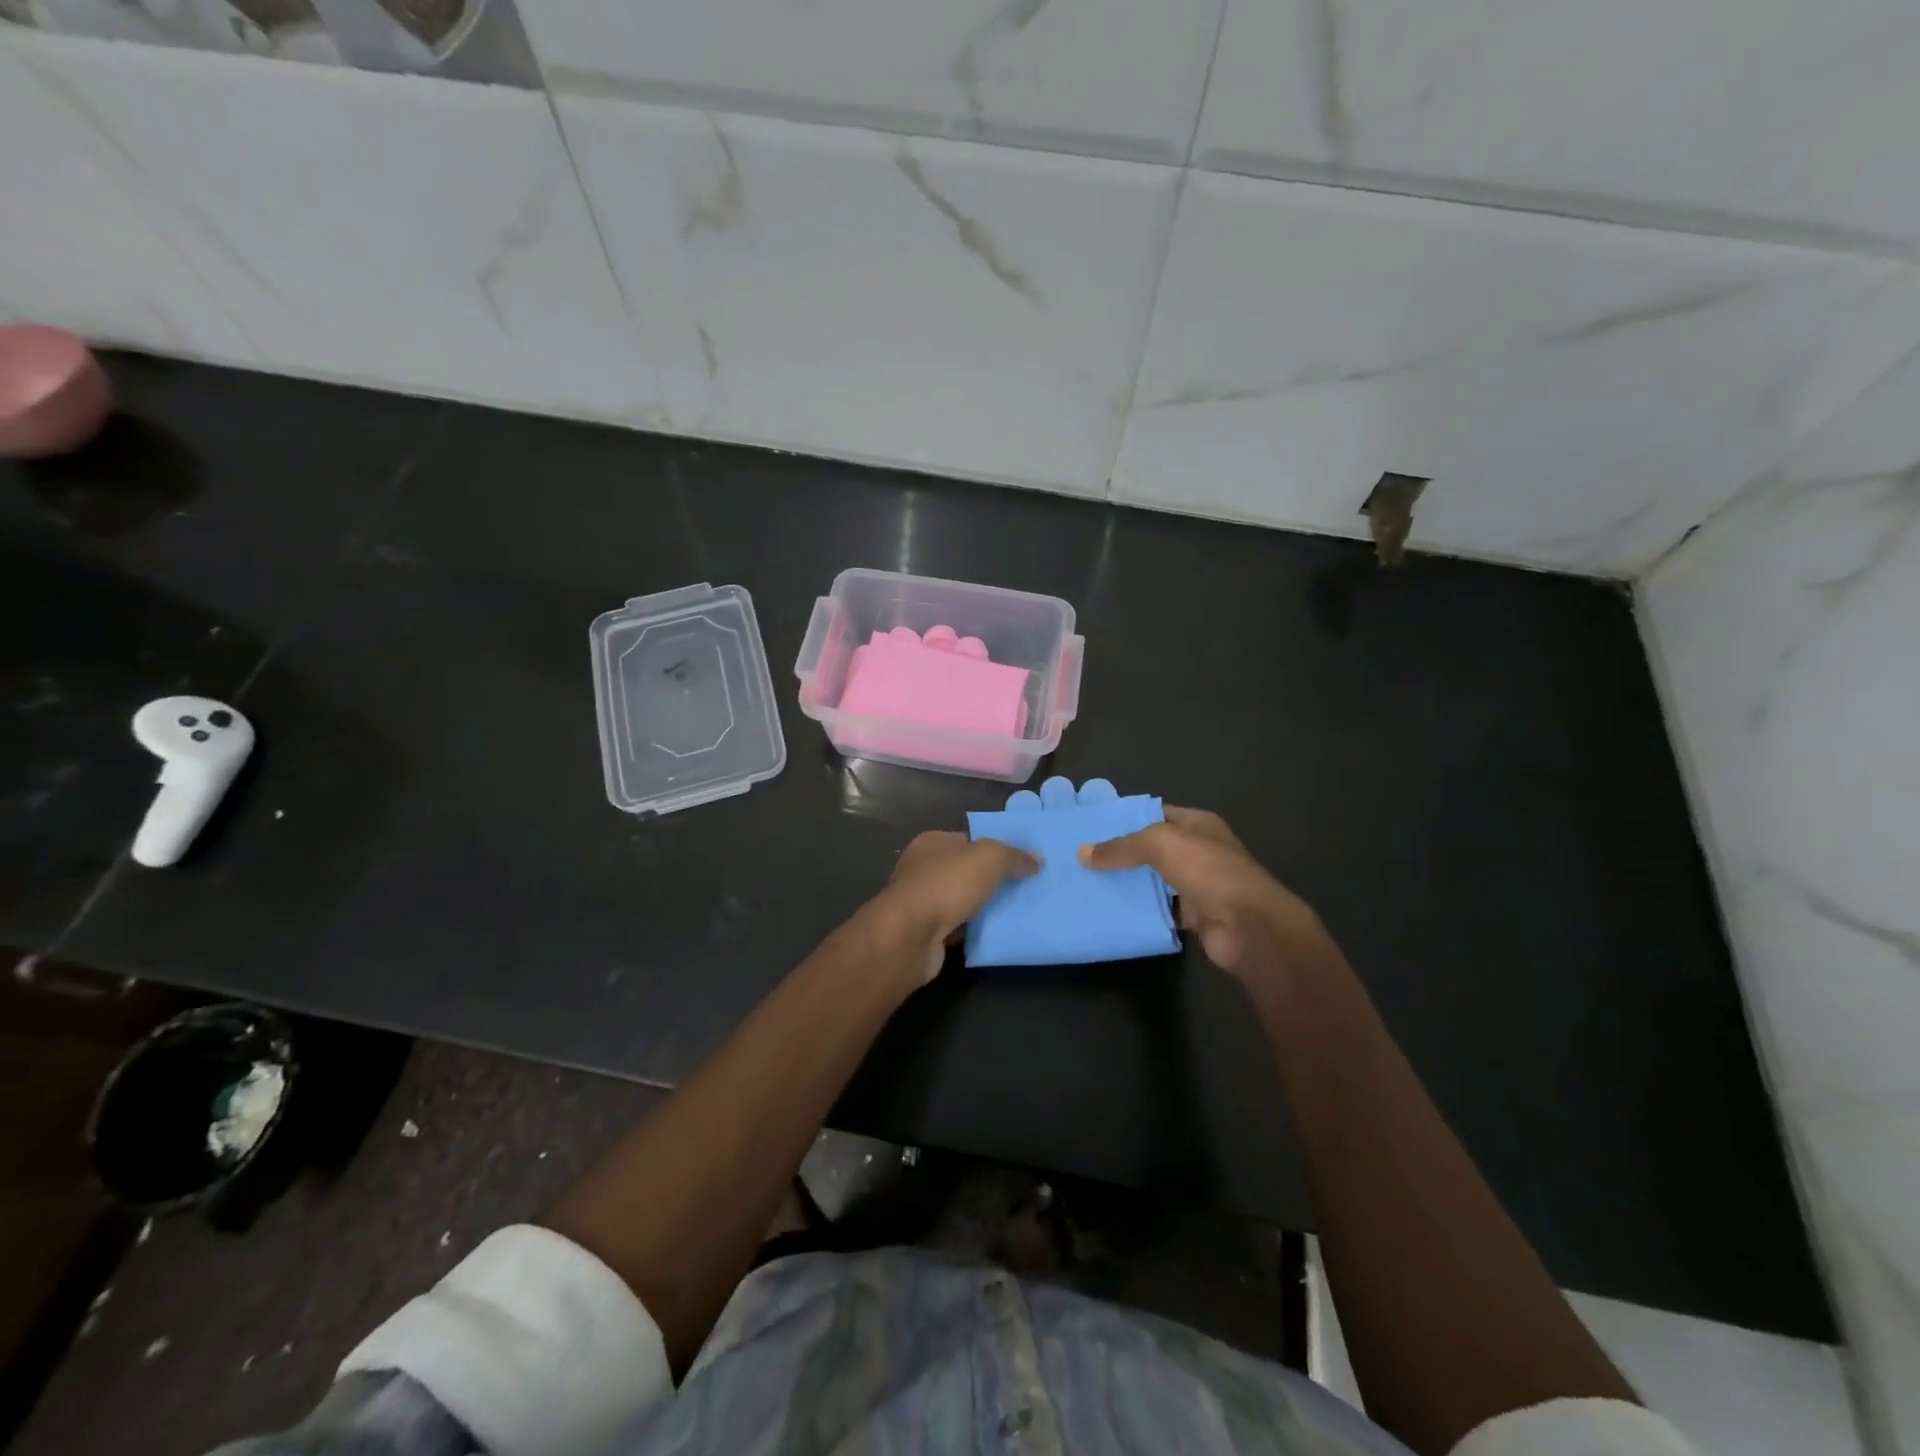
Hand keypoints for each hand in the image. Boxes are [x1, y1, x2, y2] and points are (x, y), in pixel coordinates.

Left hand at [870, 831, 1037, 982]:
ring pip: (962, 901)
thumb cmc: (947, 884)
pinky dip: (973, 931)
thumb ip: (1014, 856)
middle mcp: (923, 868)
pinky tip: (996, 934)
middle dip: (992, 880)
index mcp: (932, 843)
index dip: (995, 848)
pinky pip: (957, 927)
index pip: (969, 840)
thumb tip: (1036, 859)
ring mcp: (922, 902)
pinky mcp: (925, 932)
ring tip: (1018, 912)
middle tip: (1025, 888)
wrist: (910, 936)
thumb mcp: (989, 859)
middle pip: (966, 871)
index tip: (1023, 862)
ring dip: (984, 908)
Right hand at [1079, 808, 1327, 977]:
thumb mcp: (1159, 844)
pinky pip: (1160, 909)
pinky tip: (1111, 911)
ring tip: (1088, 883)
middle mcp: (1199, 851)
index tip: (1092, 827)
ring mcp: (1199, 885)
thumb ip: (1121, 847)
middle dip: (1122, 853)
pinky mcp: (1195, 916)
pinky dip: (1140, 911)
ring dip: (1129, 884)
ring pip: (1155, 881)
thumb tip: (1082, 853)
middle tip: (1083, 858)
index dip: (1126, 818)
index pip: (1156, 814)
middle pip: (1153, 849)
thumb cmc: (1208, 871)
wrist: (1248, 926)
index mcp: (1198, 824)